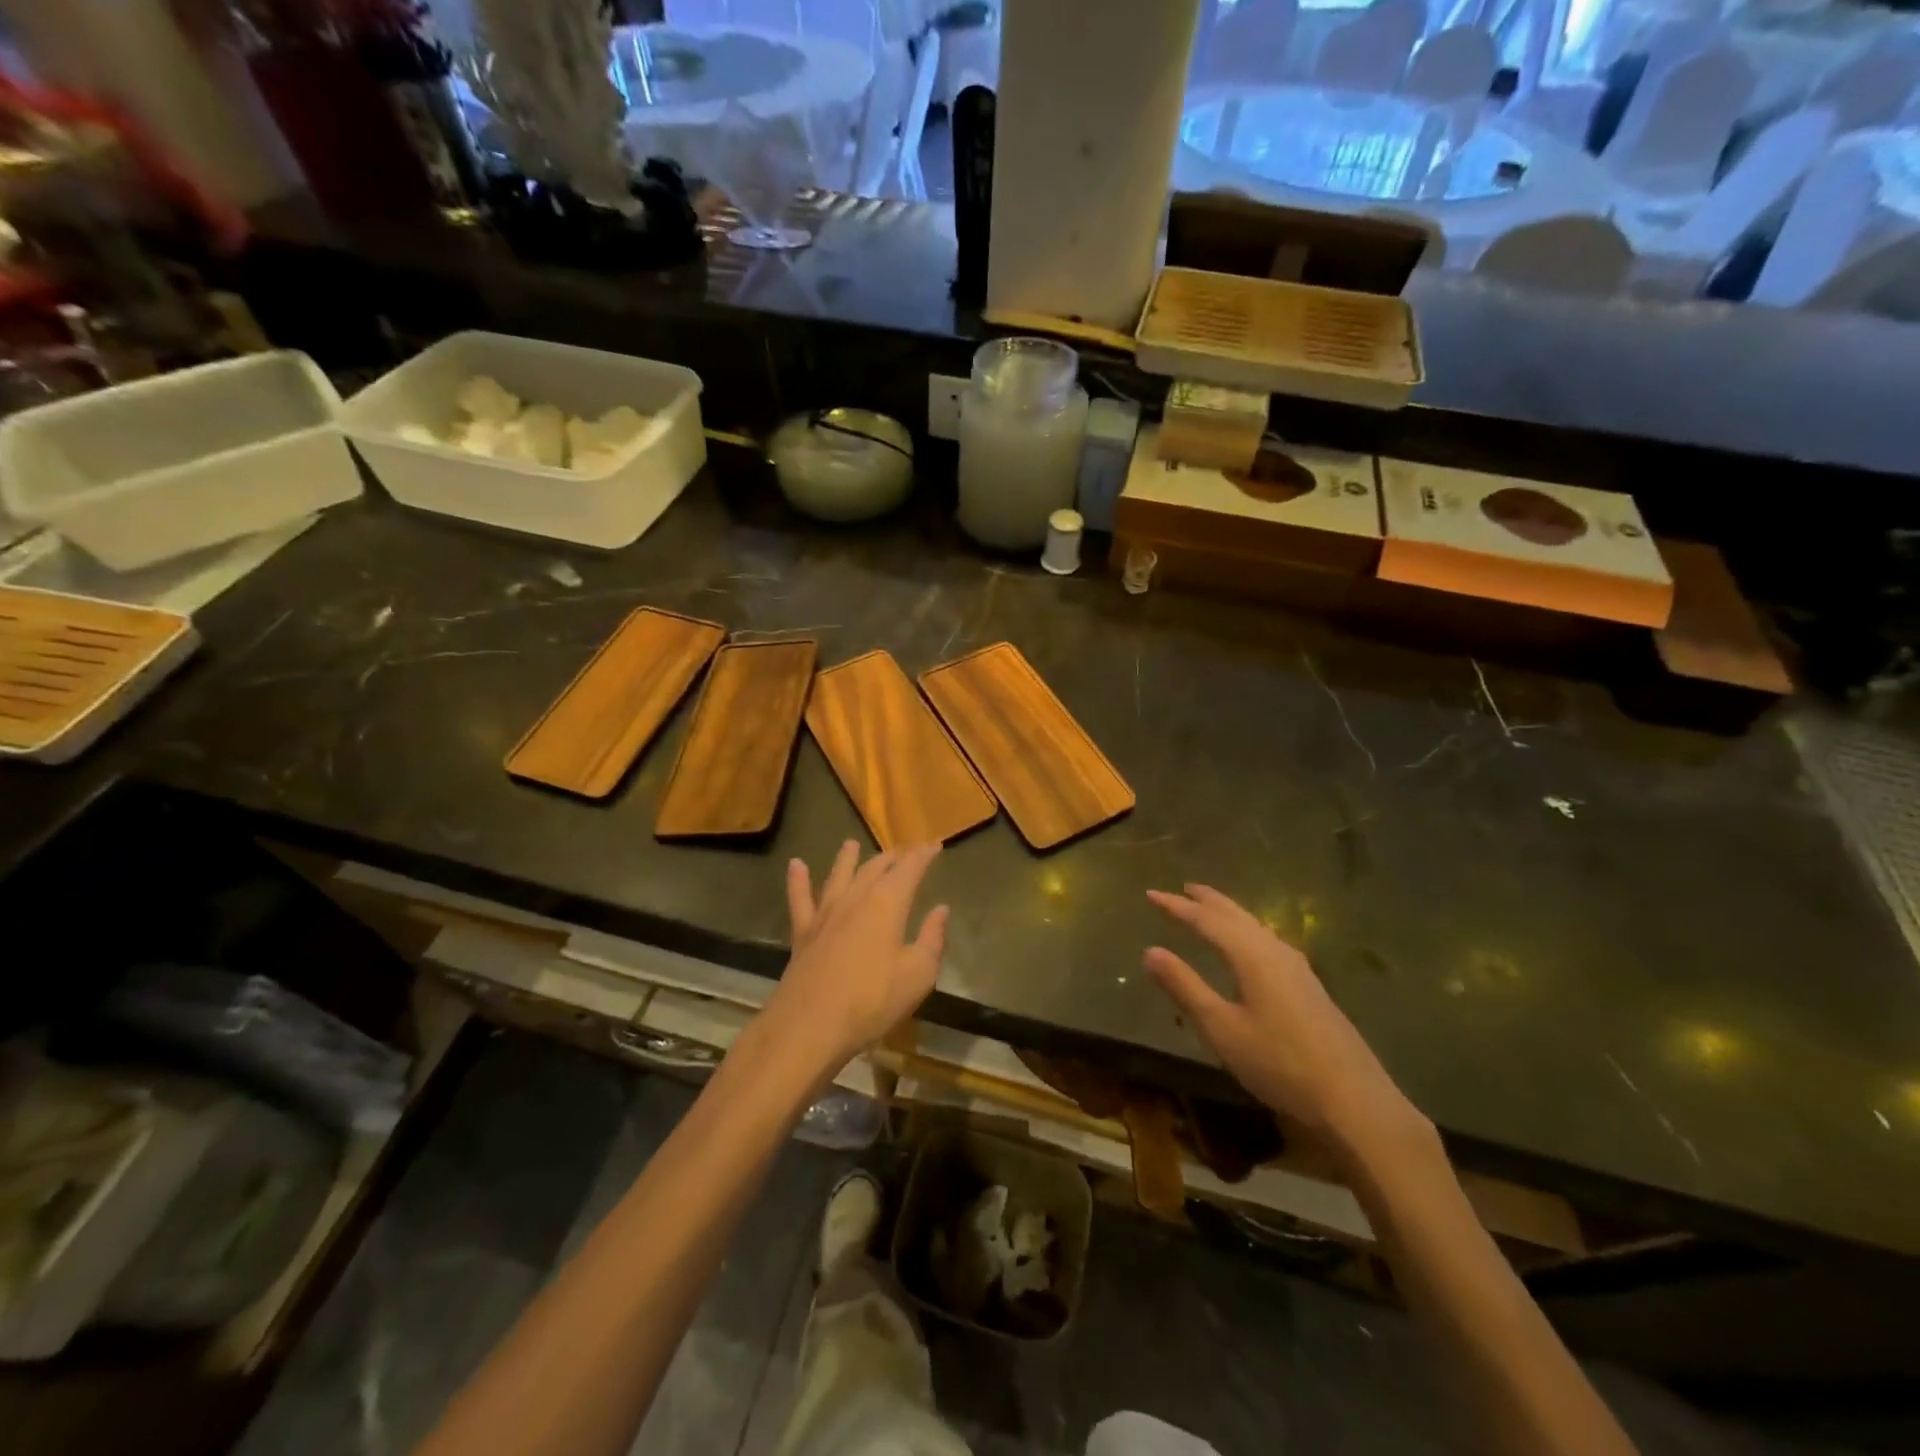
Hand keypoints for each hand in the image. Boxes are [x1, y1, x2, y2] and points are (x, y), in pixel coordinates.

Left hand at [764, 840, 949, 1074]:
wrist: (810, 1026)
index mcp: (887, 903)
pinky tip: (796, 865)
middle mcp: (855, 898)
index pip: (910, 868)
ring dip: (847, 859)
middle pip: (874, 868)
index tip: (935, 844)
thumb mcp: (918, 975)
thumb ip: (932, 939)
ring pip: (838, 876)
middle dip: (892, 857)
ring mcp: (825, 914)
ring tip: (851, 844)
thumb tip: (941, 910)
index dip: (923, 854)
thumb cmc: (872, 1001)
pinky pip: (800, 899)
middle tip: (903, 851)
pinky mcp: (803, 933)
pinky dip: (798, 880)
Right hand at [1145, 884, 1427, 1159]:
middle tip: (1183, 888)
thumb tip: (1150, 951)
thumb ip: (1185, 987)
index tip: (1150, 894)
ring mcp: (1297, 968)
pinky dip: (1246, 930)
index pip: (1207, 920)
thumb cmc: (1279, 1063)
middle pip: (1236, 915)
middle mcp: (1275, 951)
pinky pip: (1267, 940)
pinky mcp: (1309, 986)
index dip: (1176, 906)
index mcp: (1252, 955)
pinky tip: (1249, 945)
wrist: (1354, 1100)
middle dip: (1207, 901)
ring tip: (1210, 908)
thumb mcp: (1222, 1029)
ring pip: (1255, 926)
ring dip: (1229, 913)